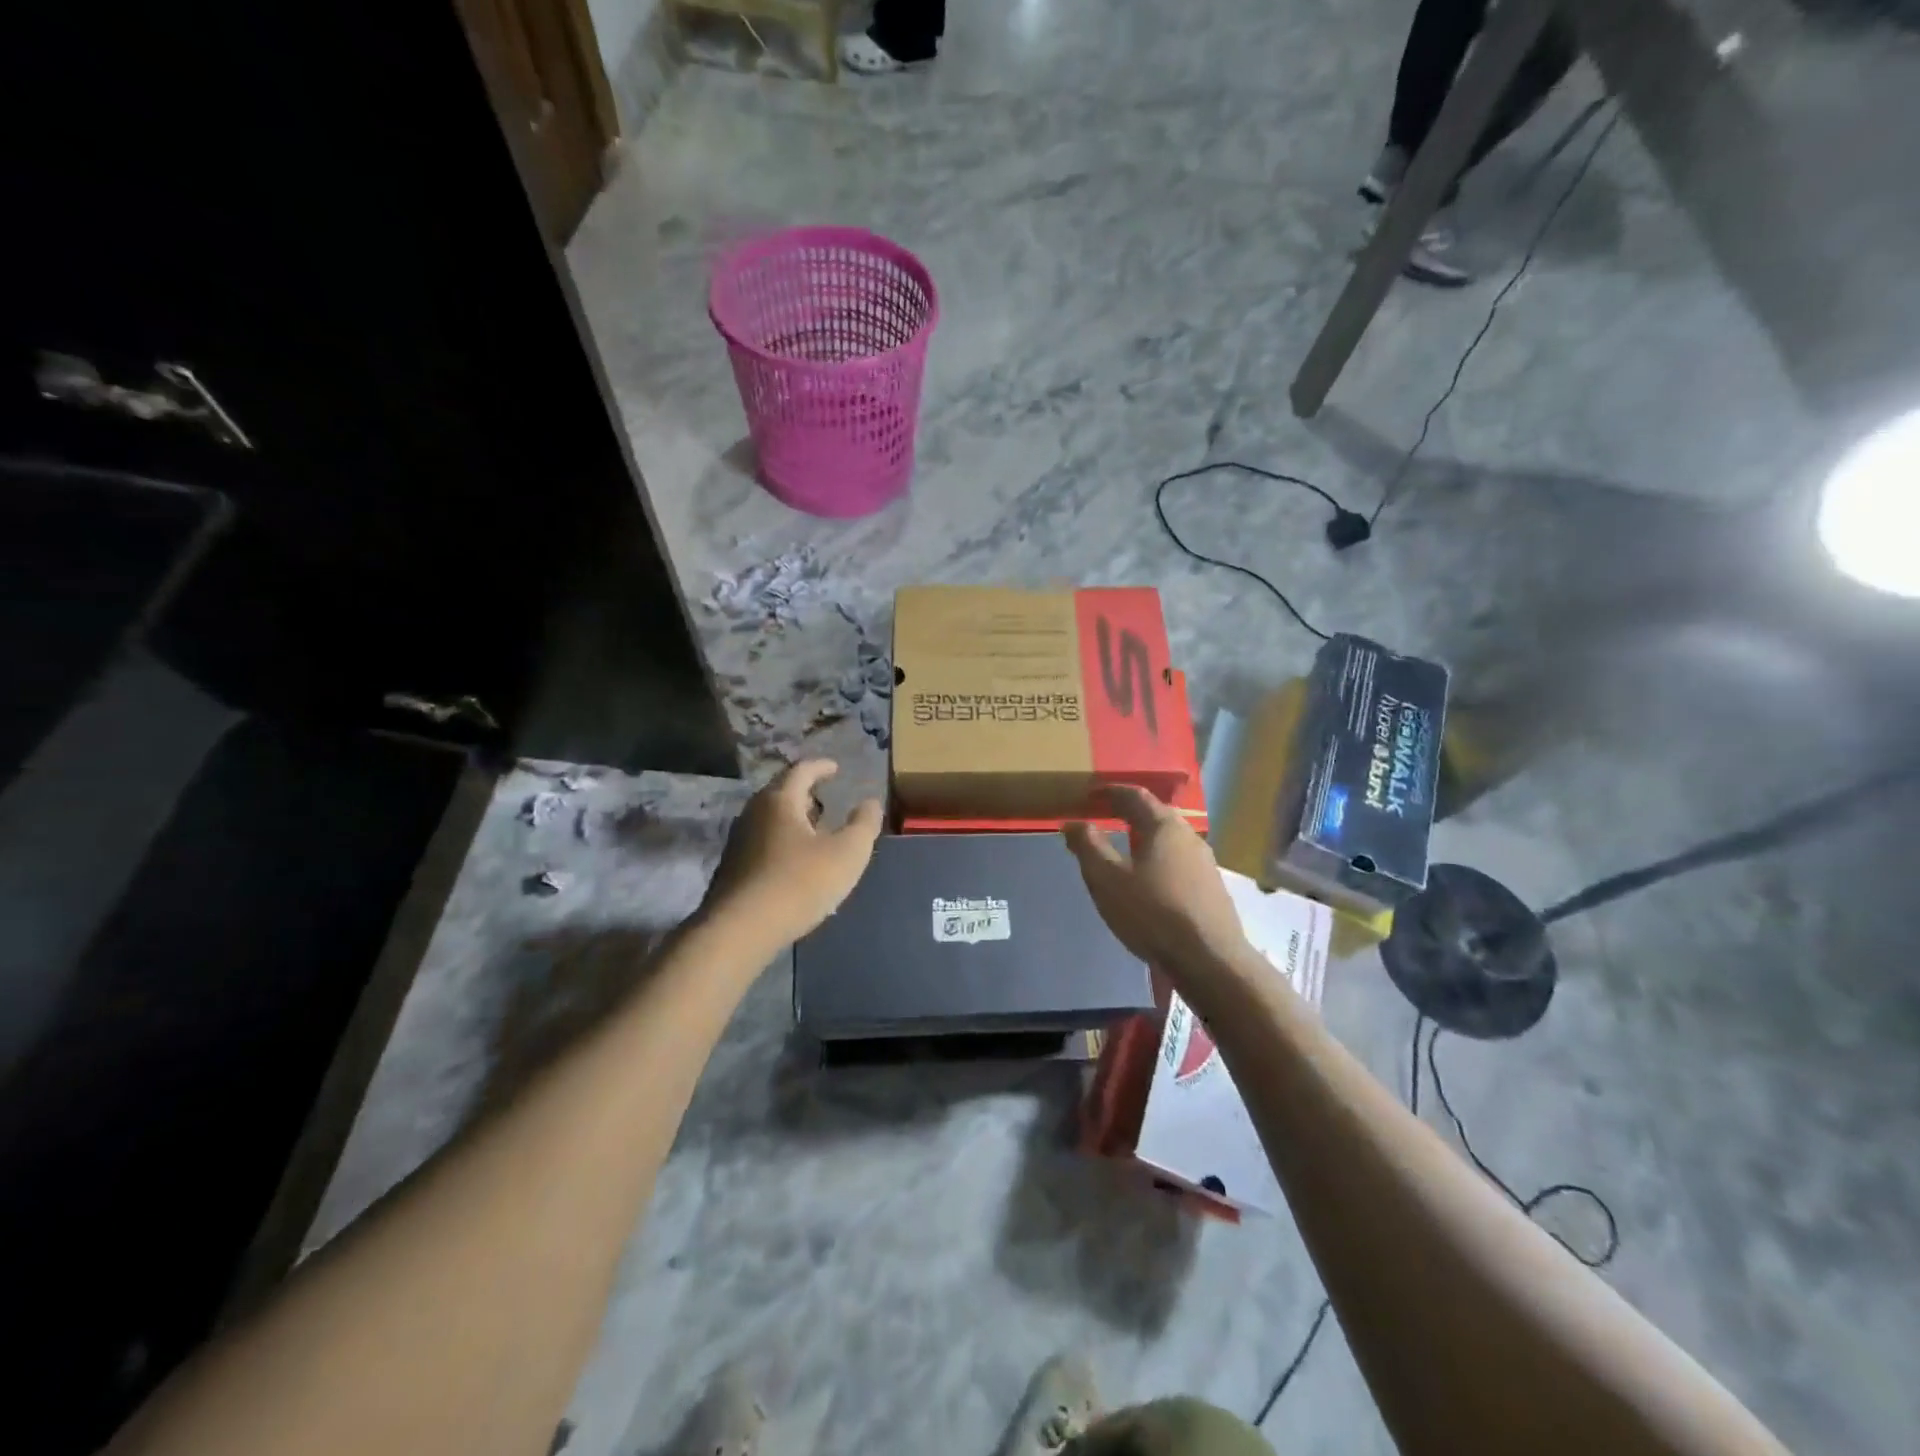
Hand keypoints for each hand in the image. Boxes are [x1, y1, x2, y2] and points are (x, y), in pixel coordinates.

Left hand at [701, 759, 883, 947]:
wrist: (741, 930)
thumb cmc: (799, 883)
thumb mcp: (847, 853)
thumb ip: (863, 824)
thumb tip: (870, 802)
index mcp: (780, 801)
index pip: (801, 771)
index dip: (821, 767)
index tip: (836, 768)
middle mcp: (753, 813)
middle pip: (780, 792)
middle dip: (805, 793)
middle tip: (825, 798)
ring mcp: (738, 841)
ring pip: (769, 819)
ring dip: (792, 819)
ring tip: (813, 831)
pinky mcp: (731, 868)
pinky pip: (761, 842)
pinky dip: (781, 842)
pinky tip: (794, 862)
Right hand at [1063, 786, 1248, 973]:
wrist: (1210, 960)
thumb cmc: (1152, 912)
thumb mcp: (1107, 879)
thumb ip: (1088, 846)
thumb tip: (1073, 822)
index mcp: (1164, 826)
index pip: (1136, 795)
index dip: (1111, 791)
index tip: (1091, 794)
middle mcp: (1189, 837)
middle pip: (1156, 815)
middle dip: (1129, 813)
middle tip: (1105, 816)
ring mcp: (1205, 864)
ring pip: (1169, 841)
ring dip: (1145, 838)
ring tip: (1123, 849)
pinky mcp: (1211, 890)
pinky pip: (1178, 863)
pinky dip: (1158, 860)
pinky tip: (1148, 881)